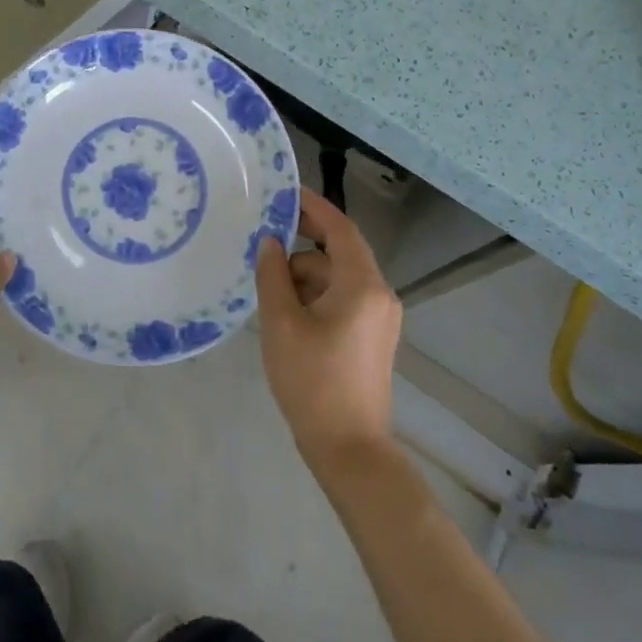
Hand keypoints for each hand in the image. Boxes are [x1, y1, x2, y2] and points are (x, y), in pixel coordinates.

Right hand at [254, 187, 402, 473]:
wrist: (349, 449)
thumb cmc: (312, 381)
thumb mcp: (281, 323)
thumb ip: (273, 274)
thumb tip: (269, 242)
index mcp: (362, 285)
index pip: (339, 228)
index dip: (312, 206)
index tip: (283, 192)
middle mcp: (379, 294)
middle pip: (338, 252)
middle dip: (301, 246)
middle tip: (262, 242)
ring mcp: (379, 317)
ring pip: (337, 277)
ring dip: (304, 276)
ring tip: (268, 292)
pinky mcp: (373, 337)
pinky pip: (342, 298)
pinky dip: (315, 295)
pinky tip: (286, 312)